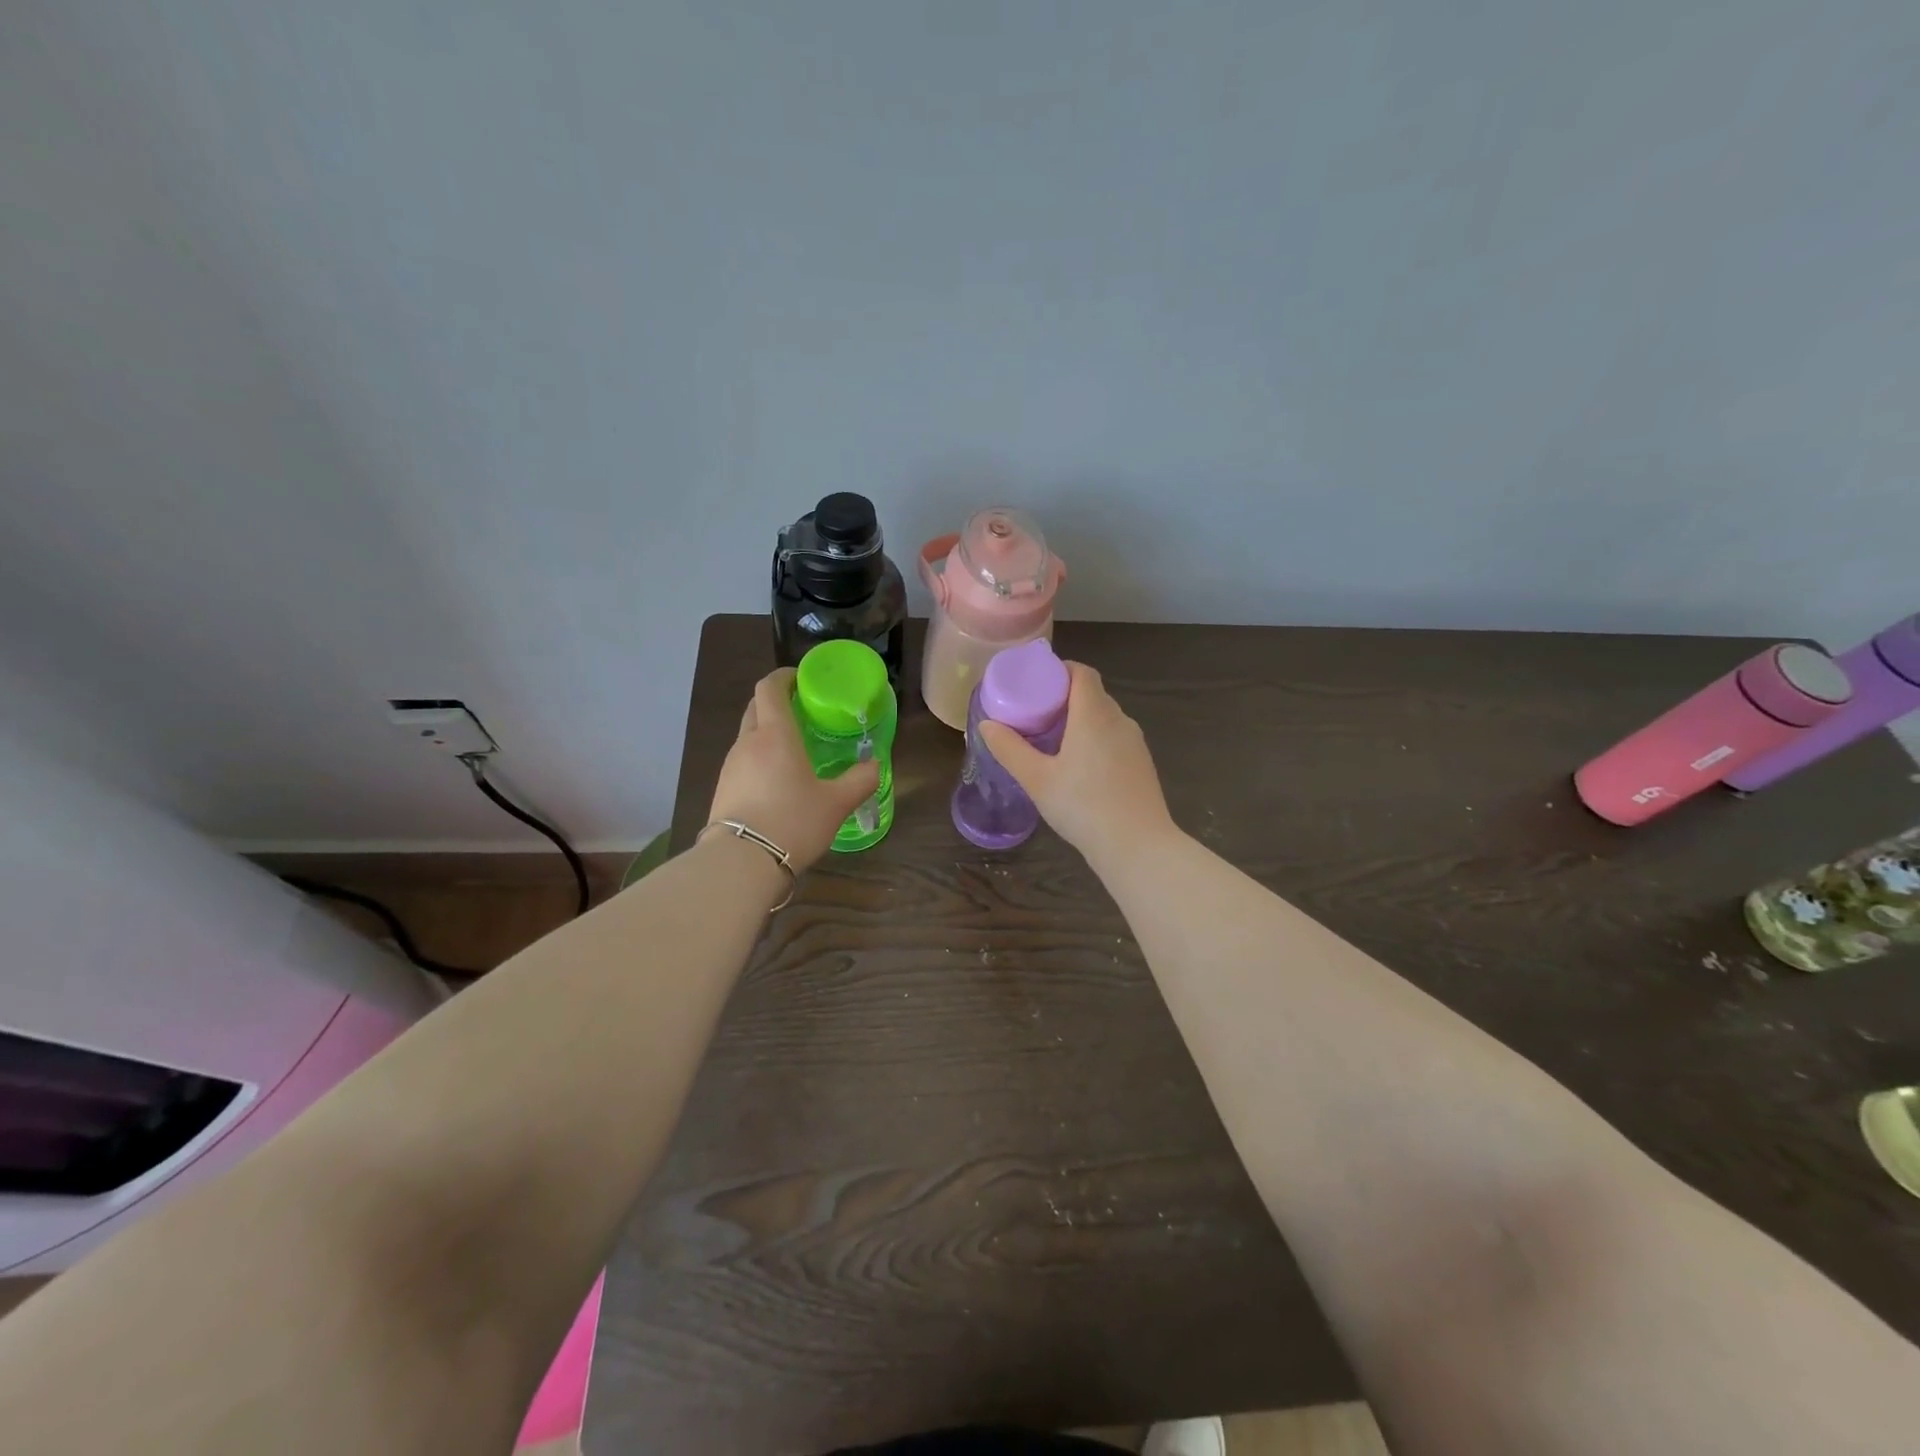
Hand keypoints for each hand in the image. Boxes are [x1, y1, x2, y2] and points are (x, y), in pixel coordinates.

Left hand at [708, 668, 880, 870]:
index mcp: (775, 735)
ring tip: (792, 750)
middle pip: (756, 708)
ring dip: (766, 732)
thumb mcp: (837, 803)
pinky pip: (742, 762)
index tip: (801, 679)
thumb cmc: (793, 821)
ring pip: (747, 736)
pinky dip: (758, 759)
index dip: (783, 677)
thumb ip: (860, 780)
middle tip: (802, 712)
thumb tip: (875, 765)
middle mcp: (748, 743)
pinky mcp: (722, 789)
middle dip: (776, 702)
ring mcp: (730, 766)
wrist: (741, 863)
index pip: (770, 688)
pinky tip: (775, 782)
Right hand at [978, 662, 1176, 860]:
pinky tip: (1079, 766)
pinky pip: (1115, 737)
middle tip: (1035, 712)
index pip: (1082, 673)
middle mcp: (1119, 720)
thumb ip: (1010, 749)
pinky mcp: (1142, 763)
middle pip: (1092, 694)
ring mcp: (1135, 742)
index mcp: (1094, 714)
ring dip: (1080, 719)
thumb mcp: (1037, 779)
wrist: (1138, 847)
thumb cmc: (1083, 807)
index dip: (1060, 670)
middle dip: (1064, 696)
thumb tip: (987, 724)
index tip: (1036, 682)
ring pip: (1105, 717)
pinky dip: (1095, 739)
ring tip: (1052, 739)